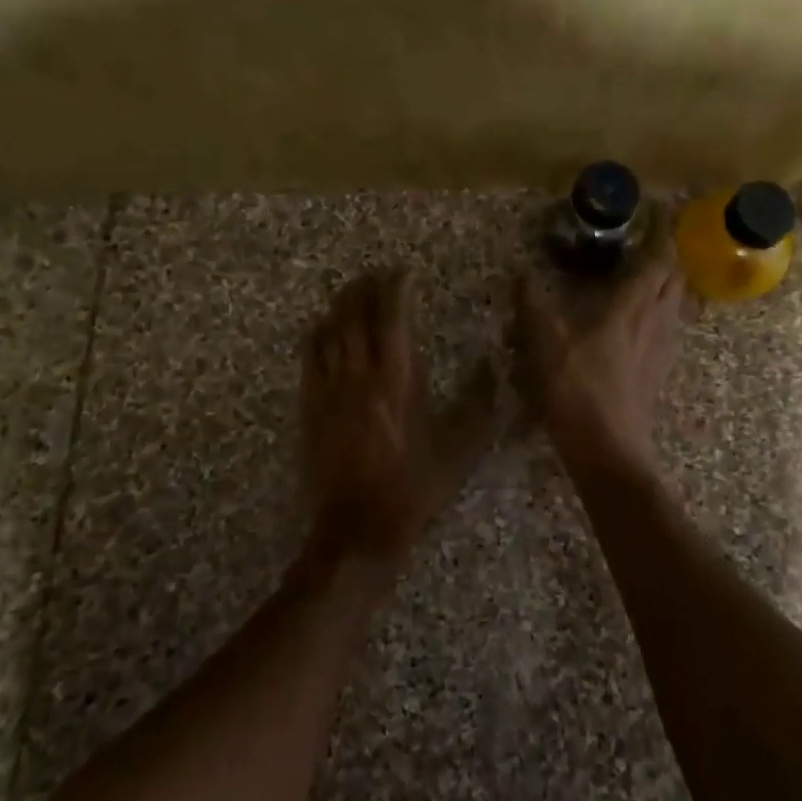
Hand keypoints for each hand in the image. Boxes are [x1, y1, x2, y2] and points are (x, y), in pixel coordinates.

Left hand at [301, 270, 492, 566]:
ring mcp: (330, 389)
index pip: (393, 316)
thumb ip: (479, 402)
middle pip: (357, 314)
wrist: (358, 528)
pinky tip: (323, 326)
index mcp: (398, 378)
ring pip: (331, 331)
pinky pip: (310, 357)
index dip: (398, 288)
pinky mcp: (310, 407)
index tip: (406, 273)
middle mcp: (360, 373)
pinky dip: (317, 334)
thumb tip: (491, 363)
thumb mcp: (460, 448)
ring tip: (352, 289)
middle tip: (376, 273)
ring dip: (341, 304)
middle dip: (366, 287)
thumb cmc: (415, 486)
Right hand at [515, 242, 684, 476]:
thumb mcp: (545, 343)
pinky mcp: (659, 369)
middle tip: (649, 236)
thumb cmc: (579, 390)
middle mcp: (656, 320)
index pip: (659, 256)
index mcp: (632, 306)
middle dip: (667, 250)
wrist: (609, 452)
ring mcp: (662, 347)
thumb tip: (519, 271)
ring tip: (647, 270)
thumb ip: (532, 304)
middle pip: (675, 275)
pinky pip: (669, 325)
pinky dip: (662, 308)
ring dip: (668, 279)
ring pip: (676, 301)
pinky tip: (641, 318)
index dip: (660, 229)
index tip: (654, 208)